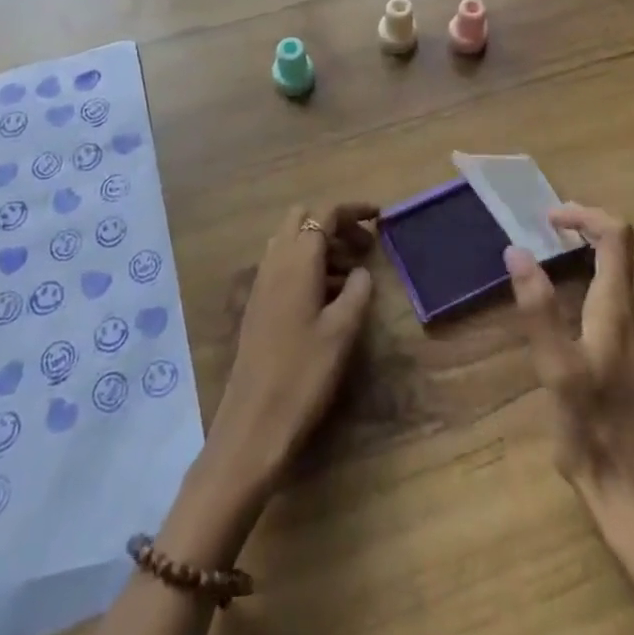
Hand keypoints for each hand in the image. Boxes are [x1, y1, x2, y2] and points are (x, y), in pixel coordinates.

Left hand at [206, 202, 377, 498]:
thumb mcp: (342, 331)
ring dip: (319, 246)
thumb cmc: (303, 373)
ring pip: (291, 241)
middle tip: (362, 249)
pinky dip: (306, 265)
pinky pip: (283, 265)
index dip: (353, 210)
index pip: (325, 214)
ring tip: (351, 276)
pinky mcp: (257, 304)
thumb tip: (362, 271)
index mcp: (297, 259)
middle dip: (333, 225)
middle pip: (302, 219)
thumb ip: (358, 291)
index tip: (380, 217)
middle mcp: (275, 261)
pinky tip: (326, 298)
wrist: (253, 424)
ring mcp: (261, 282)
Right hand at [504, 205, 633, 539]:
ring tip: (569, 261)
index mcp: (619, 309)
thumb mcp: (556, 371)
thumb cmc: (594, 433)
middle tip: (554, 235)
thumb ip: (538, 309)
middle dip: (593, 230)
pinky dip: (615, 282)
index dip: (584, 215)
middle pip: (630, 251)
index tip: (548, 218)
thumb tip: (517, 251)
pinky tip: (590, 309)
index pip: (616, 235)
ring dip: (607, 255)